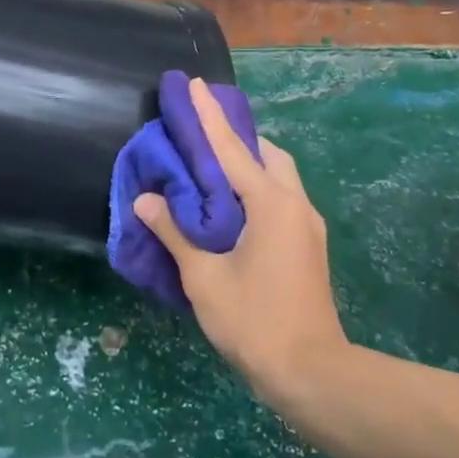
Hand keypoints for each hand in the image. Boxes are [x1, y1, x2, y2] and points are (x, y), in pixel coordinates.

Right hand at [134, 78, 347, 402]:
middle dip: (236, 137)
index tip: (195, 84)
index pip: (232, 149)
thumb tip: (147, 199)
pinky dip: (257, 188)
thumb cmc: (254, 322)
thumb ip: (175, 233)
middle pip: (266, 154)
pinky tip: (233, 207)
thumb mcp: (204, 278)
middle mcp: (295, 204)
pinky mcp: (309, 244)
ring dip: (250, 164)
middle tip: (202, 135)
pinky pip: (282, 198)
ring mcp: (308, 225)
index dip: (208, 115)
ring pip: (279, 176)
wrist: (311, 372)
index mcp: (270, 204)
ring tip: (213, 170)